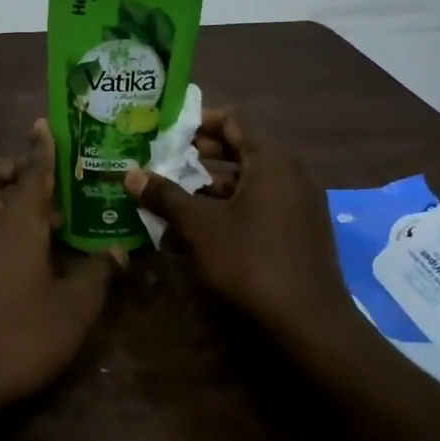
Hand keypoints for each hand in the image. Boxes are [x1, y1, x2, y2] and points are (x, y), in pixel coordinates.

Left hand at [0, 119, 121, 411]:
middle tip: (40, 181)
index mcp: (16, 224)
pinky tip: (26, 254)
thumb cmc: (19, 336)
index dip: (40, 148)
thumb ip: (97, 276)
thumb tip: (118, 252)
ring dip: (5, 196)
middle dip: (8, 166)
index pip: (31, 174)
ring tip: (46, 221)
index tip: (43, 124)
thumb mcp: (73, 311)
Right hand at [123, 108, 345, 340]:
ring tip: (172, 194)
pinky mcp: (298, 229)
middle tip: (164, 159)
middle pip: (241, 148)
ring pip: (248, 180)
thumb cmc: (251, 261)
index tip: (167, 129)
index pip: (234, 119)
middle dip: (200, 154)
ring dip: (210, 184)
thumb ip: (166, 196)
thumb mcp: (200, 226)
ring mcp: (298, 202)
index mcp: (272, 160)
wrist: (308, 321)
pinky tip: (198, 227)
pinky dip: (229, 207)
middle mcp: (291, 172)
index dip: (198, 120)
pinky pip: (259, 204)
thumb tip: (131, 174)